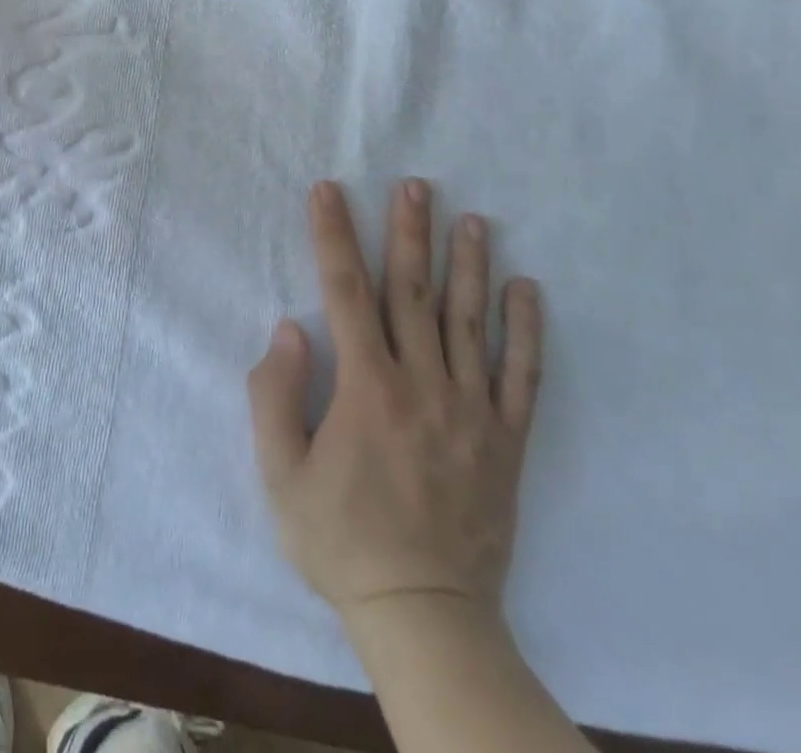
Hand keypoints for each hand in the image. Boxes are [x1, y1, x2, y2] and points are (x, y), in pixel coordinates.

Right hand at [248, 180, 542, 620]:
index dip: (334, 236)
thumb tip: (291, 328)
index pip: (345, 292)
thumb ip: (274, 395)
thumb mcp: (279, 473)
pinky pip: (522, 376)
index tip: (329, 191)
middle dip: (409, 232)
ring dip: (469, 265)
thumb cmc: (340, 540)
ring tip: (471, 218)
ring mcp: (471, 412)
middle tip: (415, 185)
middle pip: (413, 292)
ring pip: (470, 322)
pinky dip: (526, 330)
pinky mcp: (506, 441)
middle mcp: (422, 385)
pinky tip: (526, 290)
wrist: (424, 615)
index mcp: (366, 388)